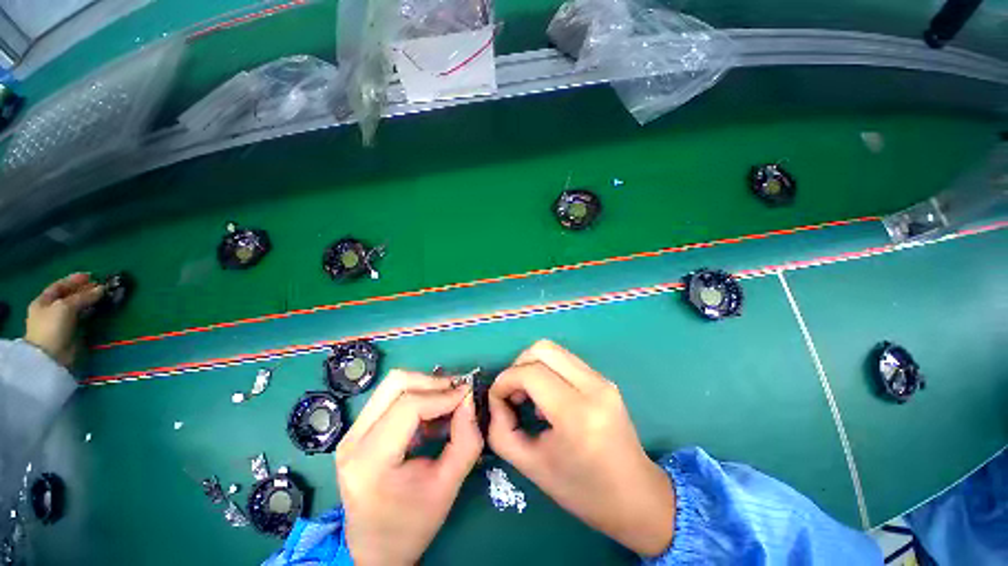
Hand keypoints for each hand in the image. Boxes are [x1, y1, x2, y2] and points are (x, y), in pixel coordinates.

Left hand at [24, 273, 103, 367]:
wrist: (51, 356)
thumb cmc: (52, 326)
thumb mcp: (66, 307)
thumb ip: (83, 297)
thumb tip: (101, 288)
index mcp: (43, 301)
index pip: (59, 286)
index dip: (74, 280)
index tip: (91, 276)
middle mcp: (50, 309)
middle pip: (68, 296)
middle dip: (83, 290)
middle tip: (100, 286)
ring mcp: (60, 322)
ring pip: (76, 307)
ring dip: (88, 301)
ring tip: (102, 297)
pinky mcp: (71, 331)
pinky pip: (81, 318)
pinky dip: (89, 312)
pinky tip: (97, 310)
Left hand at [337, 370, 482, 565]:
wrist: (373, 550)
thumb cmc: (410, 525)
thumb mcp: (447, 487)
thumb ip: (465, 441)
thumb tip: (469, 399)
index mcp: (370, 460)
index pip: (409, 407)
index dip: (442, 396)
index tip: (467, 395)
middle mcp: (353, 439)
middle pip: (395, 383)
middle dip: (432, 382)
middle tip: (456, 393)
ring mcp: (351, 432)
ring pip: (392, 385)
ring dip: (424, 387)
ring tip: (446, 403)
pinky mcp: (357, 431)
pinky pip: (389, 397)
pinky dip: (416, 396)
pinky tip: (431, 414)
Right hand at [487, 340, 674, 556]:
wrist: (637, 497)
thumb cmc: (583, 491)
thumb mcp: (532, 467)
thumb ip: (502, 431)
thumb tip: (497, 400)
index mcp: (576, 414)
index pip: (531, 373)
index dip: (505, 380)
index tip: (497, 399)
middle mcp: (593, 387)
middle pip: (543, 349)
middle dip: (518, 365)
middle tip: (513, 393)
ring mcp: (602, 380)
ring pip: (554, 350)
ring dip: (532, 365)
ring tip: (528, 394)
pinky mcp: (605, 379)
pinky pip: (566, 360)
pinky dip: (547, 369)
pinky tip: (547, 396)